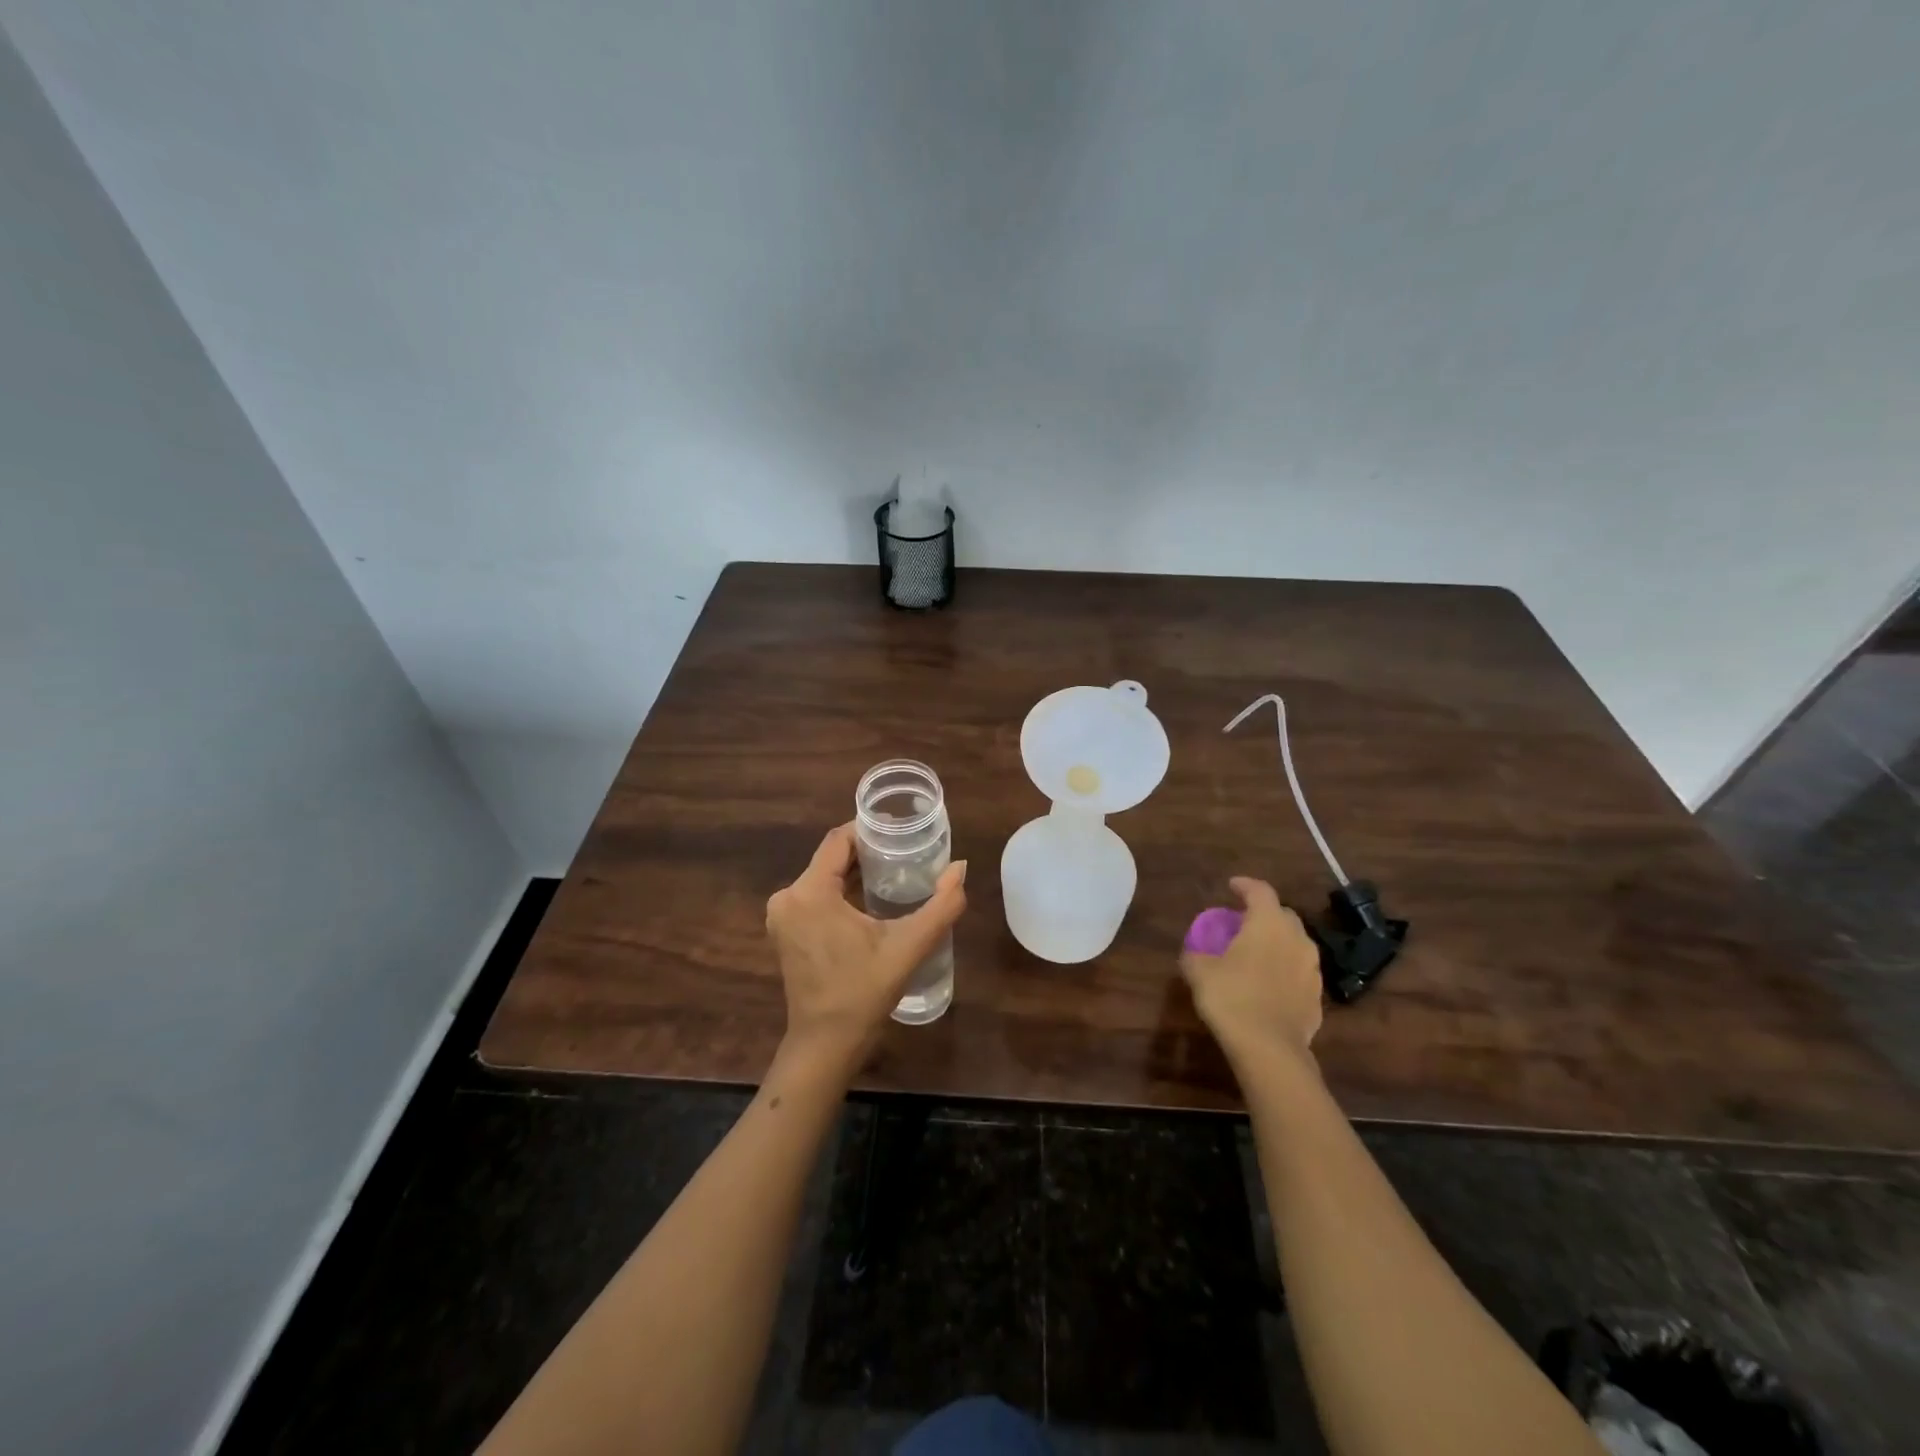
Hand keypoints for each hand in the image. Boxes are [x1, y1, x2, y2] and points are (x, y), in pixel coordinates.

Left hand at [766, 824, 967, 1067]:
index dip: (869, 829)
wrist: (826, 1044)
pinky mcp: (785, 931)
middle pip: (830, 857)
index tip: (900, 827)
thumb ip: (941, 905)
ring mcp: (782, 915)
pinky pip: (814, 895)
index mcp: (809, 893)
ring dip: (853, 871)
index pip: (838, 840)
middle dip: (866, 851)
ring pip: (822, 876)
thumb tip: (961, 868)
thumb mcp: (908, 947)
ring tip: (893, 869)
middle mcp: (787, 897)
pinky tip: (869, 897)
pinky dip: (839, 890)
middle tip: (904, 850)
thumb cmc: (863, 992)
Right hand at [1180, 877, 1322, 1065]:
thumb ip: (1195, 954)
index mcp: (1268, 923)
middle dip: (1265, 914)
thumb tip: (1192, 952)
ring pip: (1296, 945)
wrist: (1270, 1048)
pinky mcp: (1318, 997)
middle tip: (1244, 923)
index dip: (1245, 885)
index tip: (1231, 886)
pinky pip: (1300, 973)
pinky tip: (1270, 985)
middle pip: (1283, 915)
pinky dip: (1286, 971)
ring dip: (1278, 943)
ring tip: (1258, 954)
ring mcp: (1312, 969)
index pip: (1260, 891)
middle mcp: (1296, 939)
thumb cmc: (1232, 997)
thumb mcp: (1199, 971)